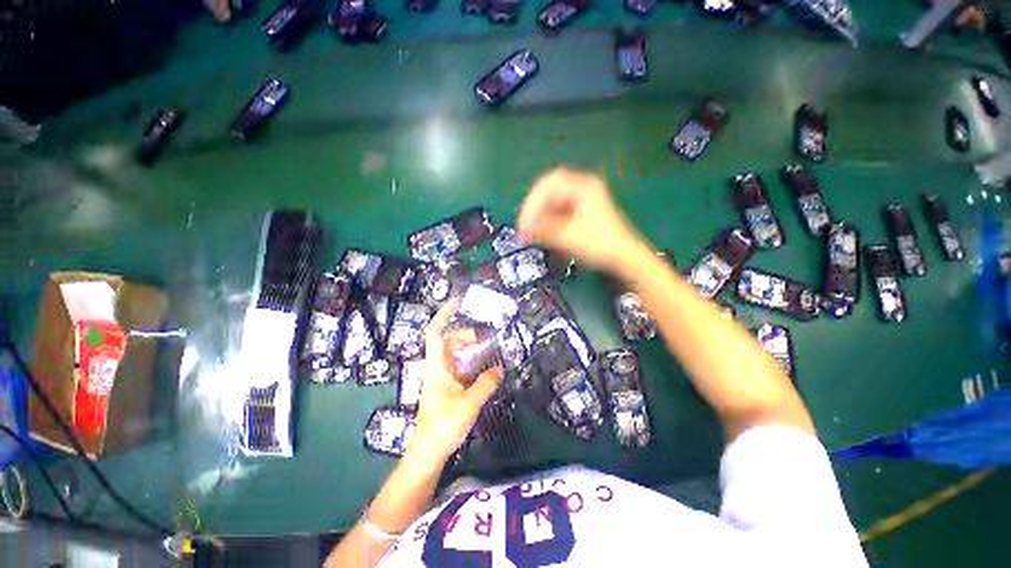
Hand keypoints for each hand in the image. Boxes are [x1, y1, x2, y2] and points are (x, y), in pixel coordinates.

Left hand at [408, 300, 502, 464]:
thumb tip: (499, 368)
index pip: (435, 333)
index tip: (458, 303)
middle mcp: (438, 367)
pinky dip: (473, 363)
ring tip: (490, 351)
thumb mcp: (468, 404)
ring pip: (456, 354)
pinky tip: (486, 369)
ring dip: (471, 349)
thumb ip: (485, 384)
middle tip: (487, 339)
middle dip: (467, 335)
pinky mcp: (448, 387)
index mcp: (437, 366)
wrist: (429, 451)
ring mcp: (443, 377)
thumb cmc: (443, 426)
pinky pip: (461, 367)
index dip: (444, 315)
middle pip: (450, 341)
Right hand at [518, 167, 647, 271]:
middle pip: (549, 191)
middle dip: (534, 209)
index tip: (524, 221)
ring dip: (540, 216)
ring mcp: (582, 199)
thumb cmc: (600, 244)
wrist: (624, 257)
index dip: (532, 202)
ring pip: (553, 202)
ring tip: (532, 233)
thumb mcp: (568, 236)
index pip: (549, 184)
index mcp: (583, 186)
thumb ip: (542, 230)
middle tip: (524, 227)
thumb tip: (521, 230)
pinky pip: (558, 211)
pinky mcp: (581, 212)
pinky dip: (548, 221)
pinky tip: (544, 233)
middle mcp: (582, 188)